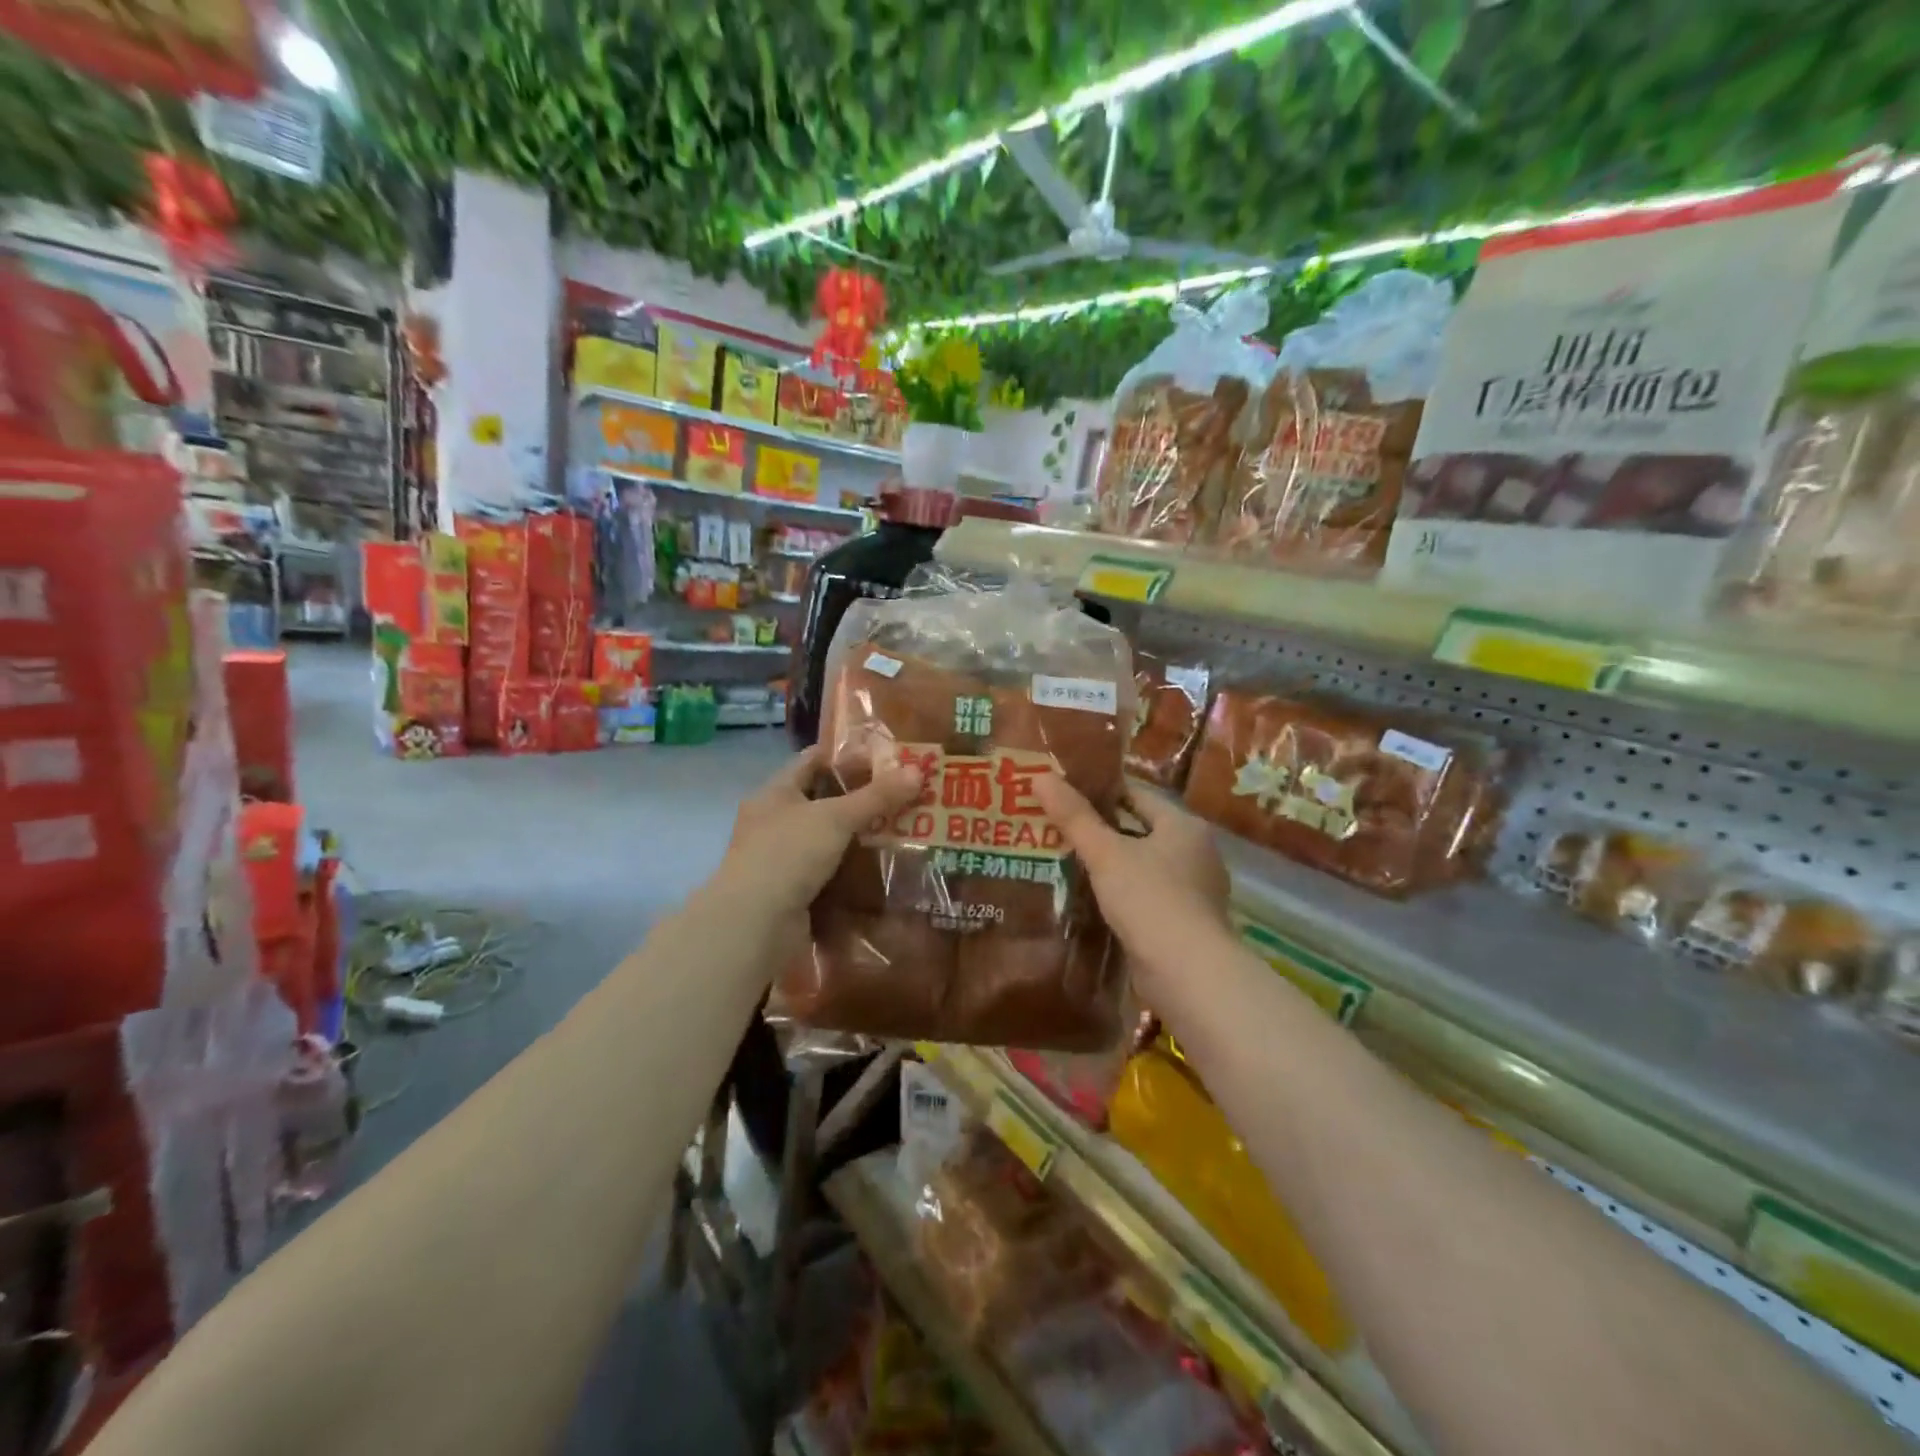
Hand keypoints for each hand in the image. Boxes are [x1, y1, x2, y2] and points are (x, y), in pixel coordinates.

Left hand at [721, 746, 921, 916]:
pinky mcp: (793, 892)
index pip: (812, 760)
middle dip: (861, 798)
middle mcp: (774, 822)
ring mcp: (782, 860)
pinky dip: (853, 870)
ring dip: (860, 837)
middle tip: (904, 794)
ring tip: (903, 829)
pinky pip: (829, 873)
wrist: (755, 925)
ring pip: (828, 839)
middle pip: (823, 801)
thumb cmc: (788, 855)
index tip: (885, 757)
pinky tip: (883, 868)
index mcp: (775, 794)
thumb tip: (918, 772)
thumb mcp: (836, 818)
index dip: (846, 756)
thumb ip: (876, 796)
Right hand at [1034, 775, 1232, 993]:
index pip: (1138, 794)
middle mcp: (1196, 851)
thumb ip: (1074, 816)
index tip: (1065, 792)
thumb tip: (1040, 776)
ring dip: (1112, 863)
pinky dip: (1123, 893)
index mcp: (1183, 825)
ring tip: (1067, 860)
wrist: (1188, 973)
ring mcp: (1195, 890)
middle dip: (1103, 829)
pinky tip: (1092, 899)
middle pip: (1141, 829)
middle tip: (1059, 826)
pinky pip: (1148, 895)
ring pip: (1144, 864)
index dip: (1101, 790)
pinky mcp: (1186, 922)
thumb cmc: (1149, 899)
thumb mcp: (1105, 853)